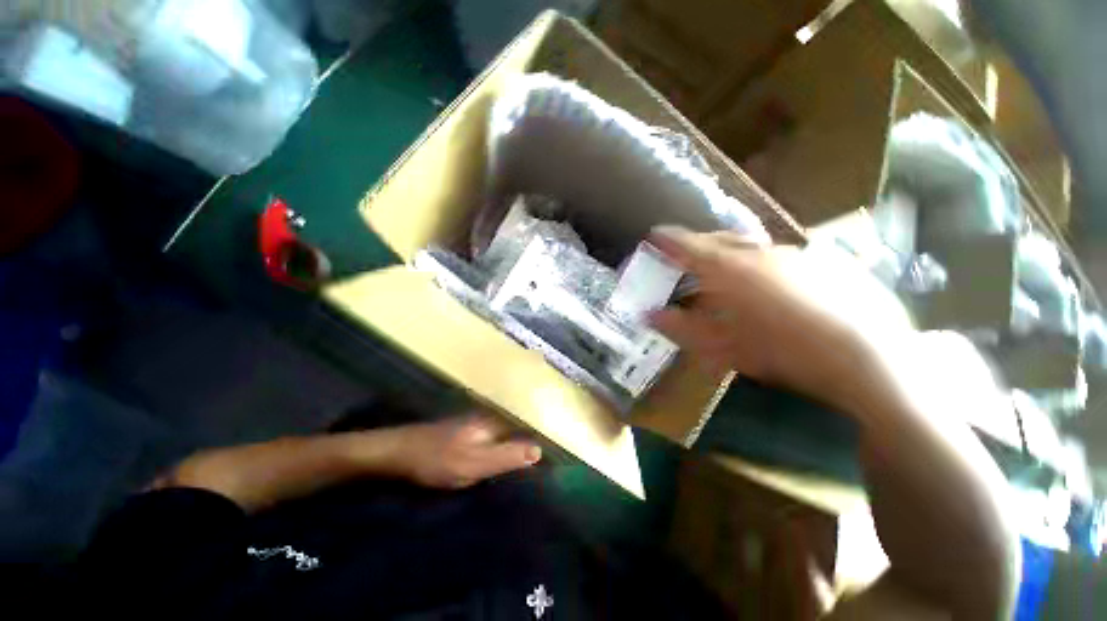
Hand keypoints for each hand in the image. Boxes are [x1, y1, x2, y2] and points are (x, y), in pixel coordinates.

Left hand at [388, 414, 542, 488]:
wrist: (399, 454)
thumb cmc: (438, 459)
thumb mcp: (473, 463)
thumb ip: (505, 457)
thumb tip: (539, 451)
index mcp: (495, 422)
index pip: (526, 429)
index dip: (539, 443)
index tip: (553, 461)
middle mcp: (490, 419)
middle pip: (517, 431)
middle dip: (530, 445)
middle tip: (544, 468)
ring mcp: (478, 425)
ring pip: (505, 436)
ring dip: (516, 448)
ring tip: (529, 468)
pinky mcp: (467, 434)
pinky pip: (492, 441)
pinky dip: (500, 451)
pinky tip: (501, 464)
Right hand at [648, 226, 912, 409]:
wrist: (869, 357)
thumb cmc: (783, 352)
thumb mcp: (723, 347)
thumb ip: (682, 328)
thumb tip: (650, 314)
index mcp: (730, 269)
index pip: (689, 246)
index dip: (669, 239)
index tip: (655, 234)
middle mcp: (760, 251)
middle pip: (721, 239)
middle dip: (701, 244)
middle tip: (689, 255)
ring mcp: (796, 252)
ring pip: (753, 246)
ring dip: (733, 255)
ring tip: (728, 273)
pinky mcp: (826, 259)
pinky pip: (782, 254)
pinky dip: (765, 264)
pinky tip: (772, 286)